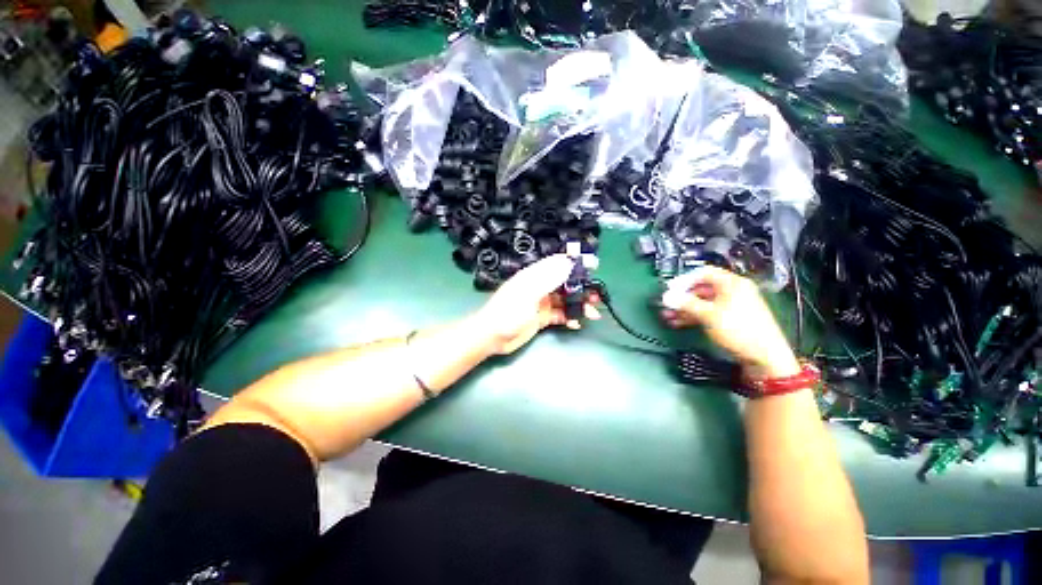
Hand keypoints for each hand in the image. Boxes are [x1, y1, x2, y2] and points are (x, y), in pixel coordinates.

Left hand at [473, 254, 600, 354]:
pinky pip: (560, 315)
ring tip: (593, 313)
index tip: (593, 265)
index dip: (575, 263)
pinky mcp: (542, 317)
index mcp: (535, 276)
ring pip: (565, 300)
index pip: (558, 264)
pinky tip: (577, 324)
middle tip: (597, 296)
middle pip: (565, 283)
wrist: (492, 337)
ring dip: (579, 305)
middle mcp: (540, 287)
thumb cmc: (507, 312)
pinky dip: (570, 318)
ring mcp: (542, 302)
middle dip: (582, 288)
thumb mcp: (528, 293)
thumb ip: (548, 278)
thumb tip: (568, 262)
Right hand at [659, 266, 798, 377]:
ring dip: (685, 308)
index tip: (670, 289)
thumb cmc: (738, 330)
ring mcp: (732, 306)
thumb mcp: (708, 314)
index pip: (704, 273)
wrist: (764, 357)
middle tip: (667, 305)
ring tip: (669, 316)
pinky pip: (708, 312)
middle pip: (701, 288)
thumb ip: (686, 303)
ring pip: (702, 302)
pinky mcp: (731, 319)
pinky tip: (680, 323)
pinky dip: (694, 316)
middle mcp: (733, 291)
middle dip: (682, 297)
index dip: (684, 279)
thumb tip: (666, 296)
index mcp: (732, 283)